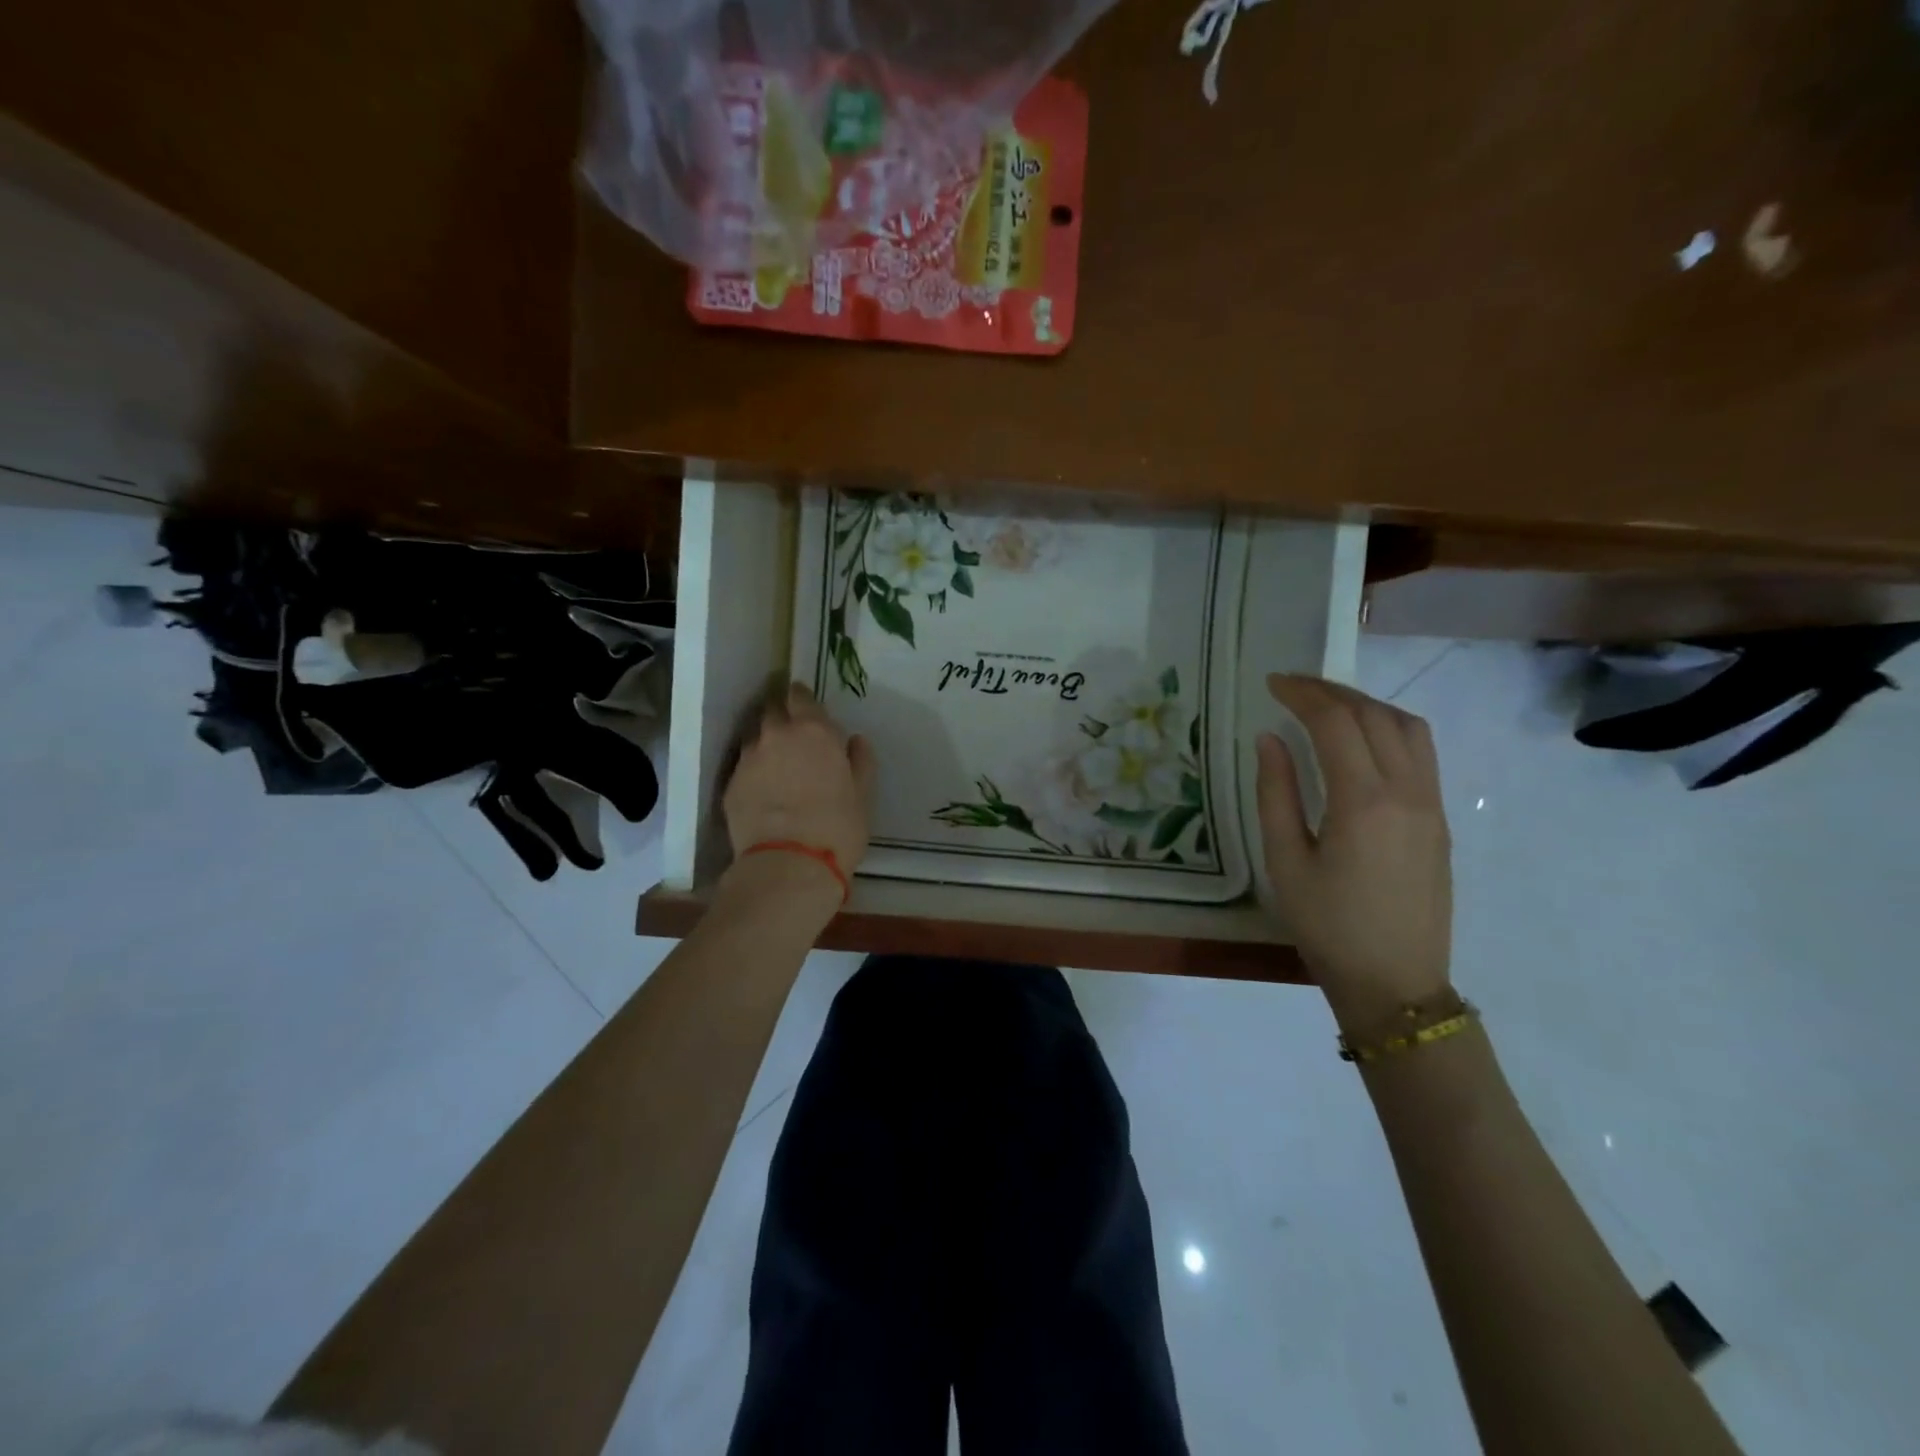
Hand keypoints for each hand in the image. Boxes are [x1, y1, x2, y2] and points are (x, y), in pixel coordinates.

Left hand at [723, 683, 874, 888]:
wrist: (788, 865)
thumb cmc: (838, 827)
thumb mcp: (862, 795)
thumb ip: (860, 761)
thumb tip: (855, 741)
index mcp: (814, 731)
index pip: (800, 696)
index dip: (802, 698)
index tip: (806, 706)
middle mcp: (776, 736)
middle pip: (772, 711)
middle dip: (781, 716)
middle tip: (793, 736)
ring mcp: (748, 760)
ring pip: (754, 739)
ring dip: (765, 744)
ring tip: (776, 766)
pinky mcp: (730, 786)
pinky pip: (743, 768)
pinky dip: (753, 773)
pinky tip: (762, 792)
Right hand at [1255, 673, 1452, 1029]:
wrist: (1395, 983)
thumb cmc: (1327, 926)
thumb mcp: (1285, 861)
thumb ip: (1276, 793)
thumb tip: (1270, 739)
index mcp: (1364, 802)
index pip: (1336, 724)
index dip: (1303, 695)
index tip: (1272, 683)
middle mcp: (1407, 793)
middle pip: (1375, 716)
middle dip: (1331, 692)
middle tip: (1291, 687)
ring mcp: (1432, 806)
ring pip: (1408, 729)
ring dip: (1366, 706)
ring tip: (1327, 706)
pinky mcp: (1440, 821)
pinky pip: (1421, 754)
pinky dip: (1388, 729)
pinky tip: (1360, 742)